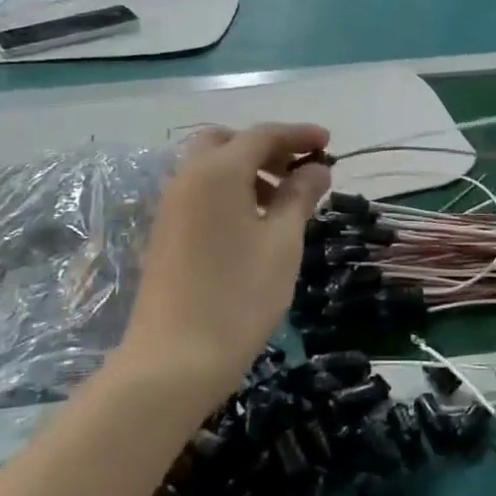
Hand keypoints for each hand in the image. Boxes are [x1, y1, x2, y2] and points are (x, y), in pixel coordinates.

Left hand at [119, 124, 330, 405]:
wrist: (174, 359)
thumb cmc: (239, 296)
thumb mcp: (282, 243)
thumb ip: (299, 197)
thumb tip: (316, 168)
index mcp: (217, 172)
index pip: (262, 135)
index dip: (298, 135)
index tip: (329, 143)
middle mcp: (187, 178)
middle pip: (227, 142)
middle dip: (266, 147)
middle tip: (299, 171)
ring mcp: (171, 206)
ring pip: (210, 167)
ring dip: (247, 169)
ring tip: (283, 201)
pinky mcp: (165, 233)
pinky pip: (200, 192)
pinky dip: (229, 191)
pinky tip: (254, 223)